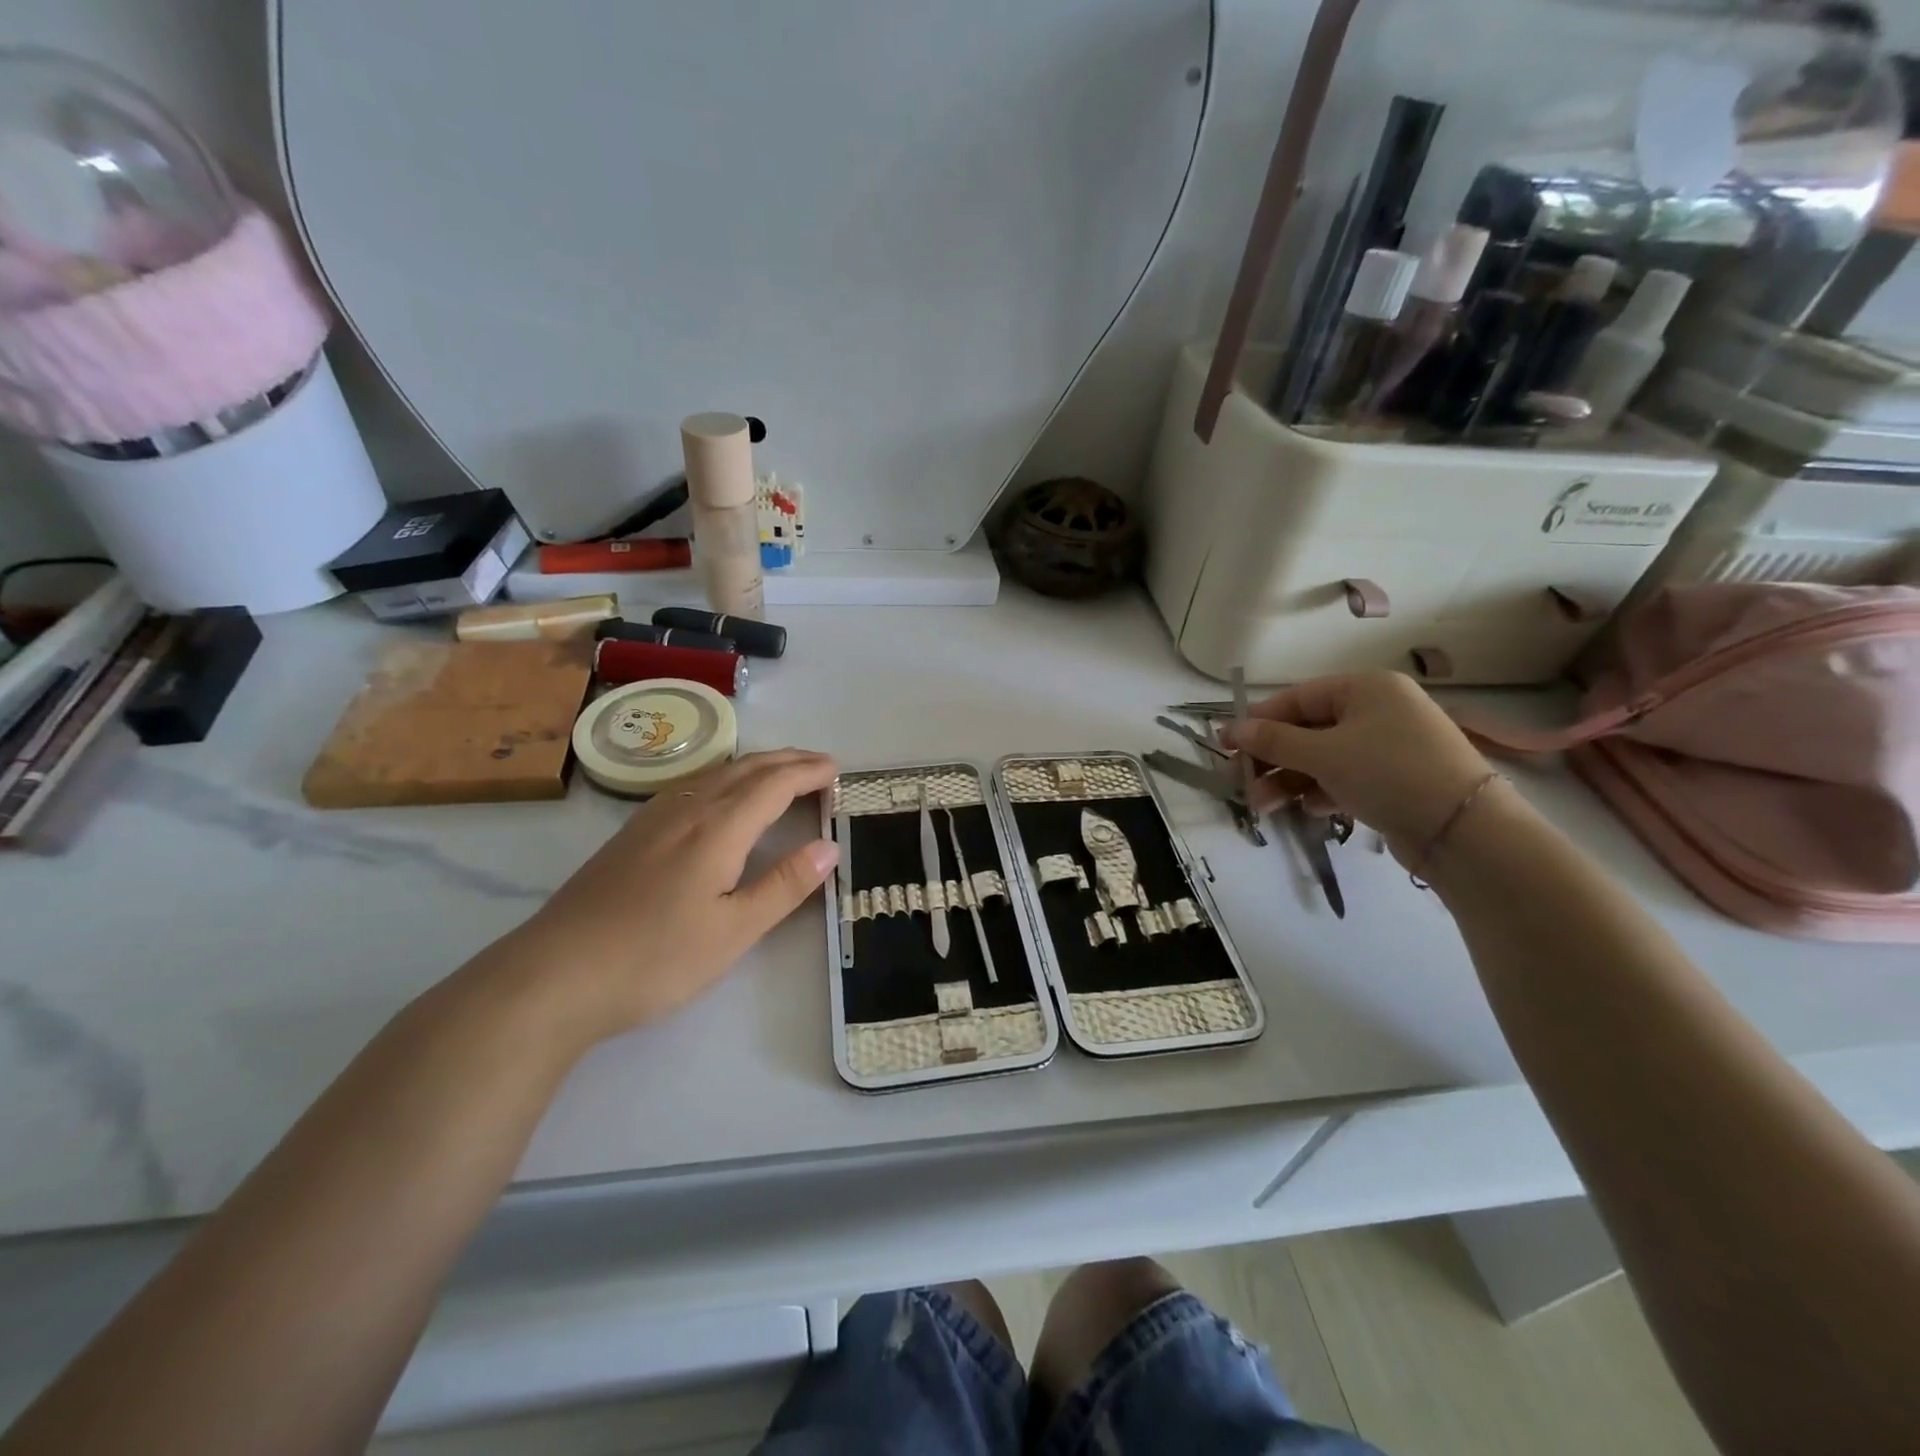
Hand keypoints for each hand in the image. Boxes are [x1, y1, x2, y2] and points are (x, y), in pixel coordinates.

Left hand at [478, 749, 839, 1046]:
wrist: (554, 975)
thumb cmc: (655, 958)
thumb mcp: (733, 931)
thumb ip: (784, 886)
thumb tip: (829, 846)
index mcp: (718, 828)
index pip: (774, 784)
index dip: (808, 773)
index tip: (837, 771)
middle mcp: (687, 809)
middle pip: (745, 769)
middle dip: (787, 760)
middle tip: (819, 764)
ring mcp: (653, 818)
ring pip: (715, 773)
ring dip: (756, 765)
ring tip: (781, 771)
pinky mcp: (631, 834)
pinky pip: (692, 785)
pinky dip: (724, 777)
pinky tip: (719, 795)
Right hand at [1219, 673, 1492, 865]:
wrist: (1465, 830)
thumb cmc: (1389, 773)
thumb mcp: (1323, 754)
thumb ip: (1273, 741)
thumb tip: (1233, 729)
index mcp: (1366, 688)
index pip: (1297, 698)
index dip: (1258, 721)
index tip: (1224, 743)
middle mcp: (1378, 711)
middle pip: (1307, 730)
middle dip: (1271, 759)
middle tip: (1240, 782)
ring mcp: (1388, 747)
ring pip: (1322, 758)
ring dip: (1288, 780)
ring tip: (1263, 806)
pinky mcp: (1394, 781)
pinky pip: (1344, 778)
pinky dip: (1320, 791)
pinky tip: (1307, 809)